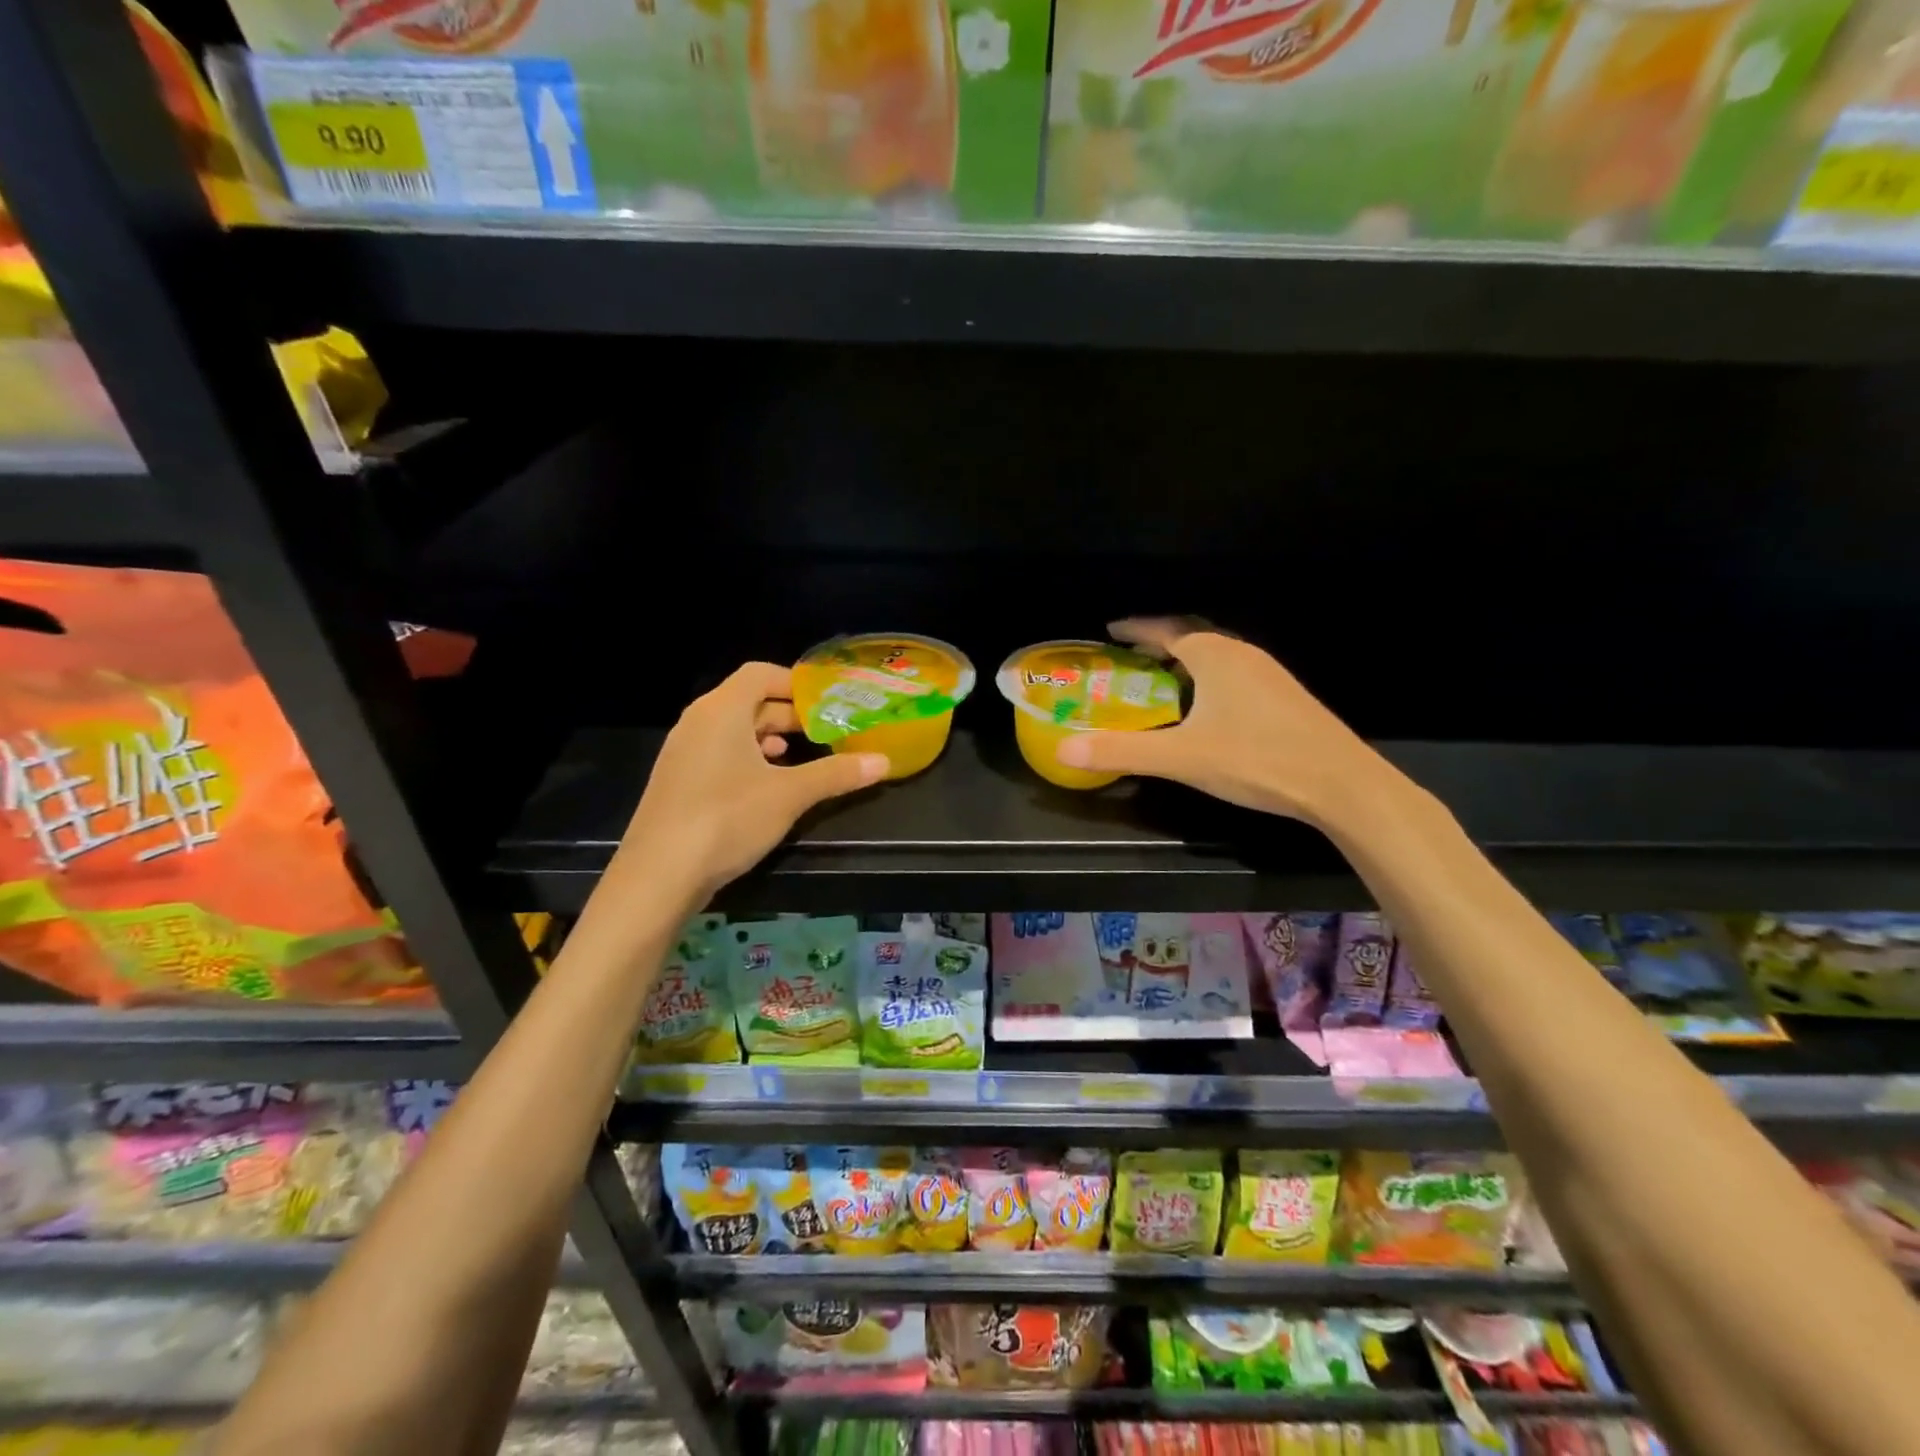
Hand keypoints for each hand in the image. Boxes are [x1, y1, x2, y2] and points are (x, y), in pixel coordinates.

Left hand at [611, 663, 887, 904]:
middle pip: (748, 701)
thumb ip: (836, 774)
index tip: (829, 701)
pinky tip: (767, 784)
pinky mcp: (678, 782)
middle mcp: (698, 722)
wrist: (658, 877)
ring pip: (733, 730)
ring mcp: (683, 753)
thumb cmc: (727, 819)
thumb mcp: (790, 795)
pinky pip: (719, 754)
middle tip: (826, 730)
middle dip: (789, 714)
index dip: (796, 683)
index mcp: (721, 710)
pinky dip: (747, 759)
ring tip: (800, 754)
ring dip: (768, 737)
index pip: (760, 674)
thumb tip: (884, 761)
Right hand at [1053, 618, 1400, 830]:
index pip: (1166, 629)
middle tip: (1130, 658)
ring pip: (1216, 657)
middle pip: (1192, 637)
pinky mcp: (1284, 697)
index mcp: (1214, 655)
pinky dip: (1209, 680)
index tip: (1111, 630)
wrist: (1340, 783)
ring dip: (1186, 663)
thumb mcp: (1180, 757)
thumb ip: (1122, 751)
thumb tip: (1064, 750)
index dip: (1136, 628)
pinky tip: (1205, 710)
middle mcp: (1242, 654)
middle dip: (1159, 643)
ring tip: (1161, 682)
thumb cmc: (1255, 759)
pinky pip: (1234, 675)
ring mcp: (1269, 674)